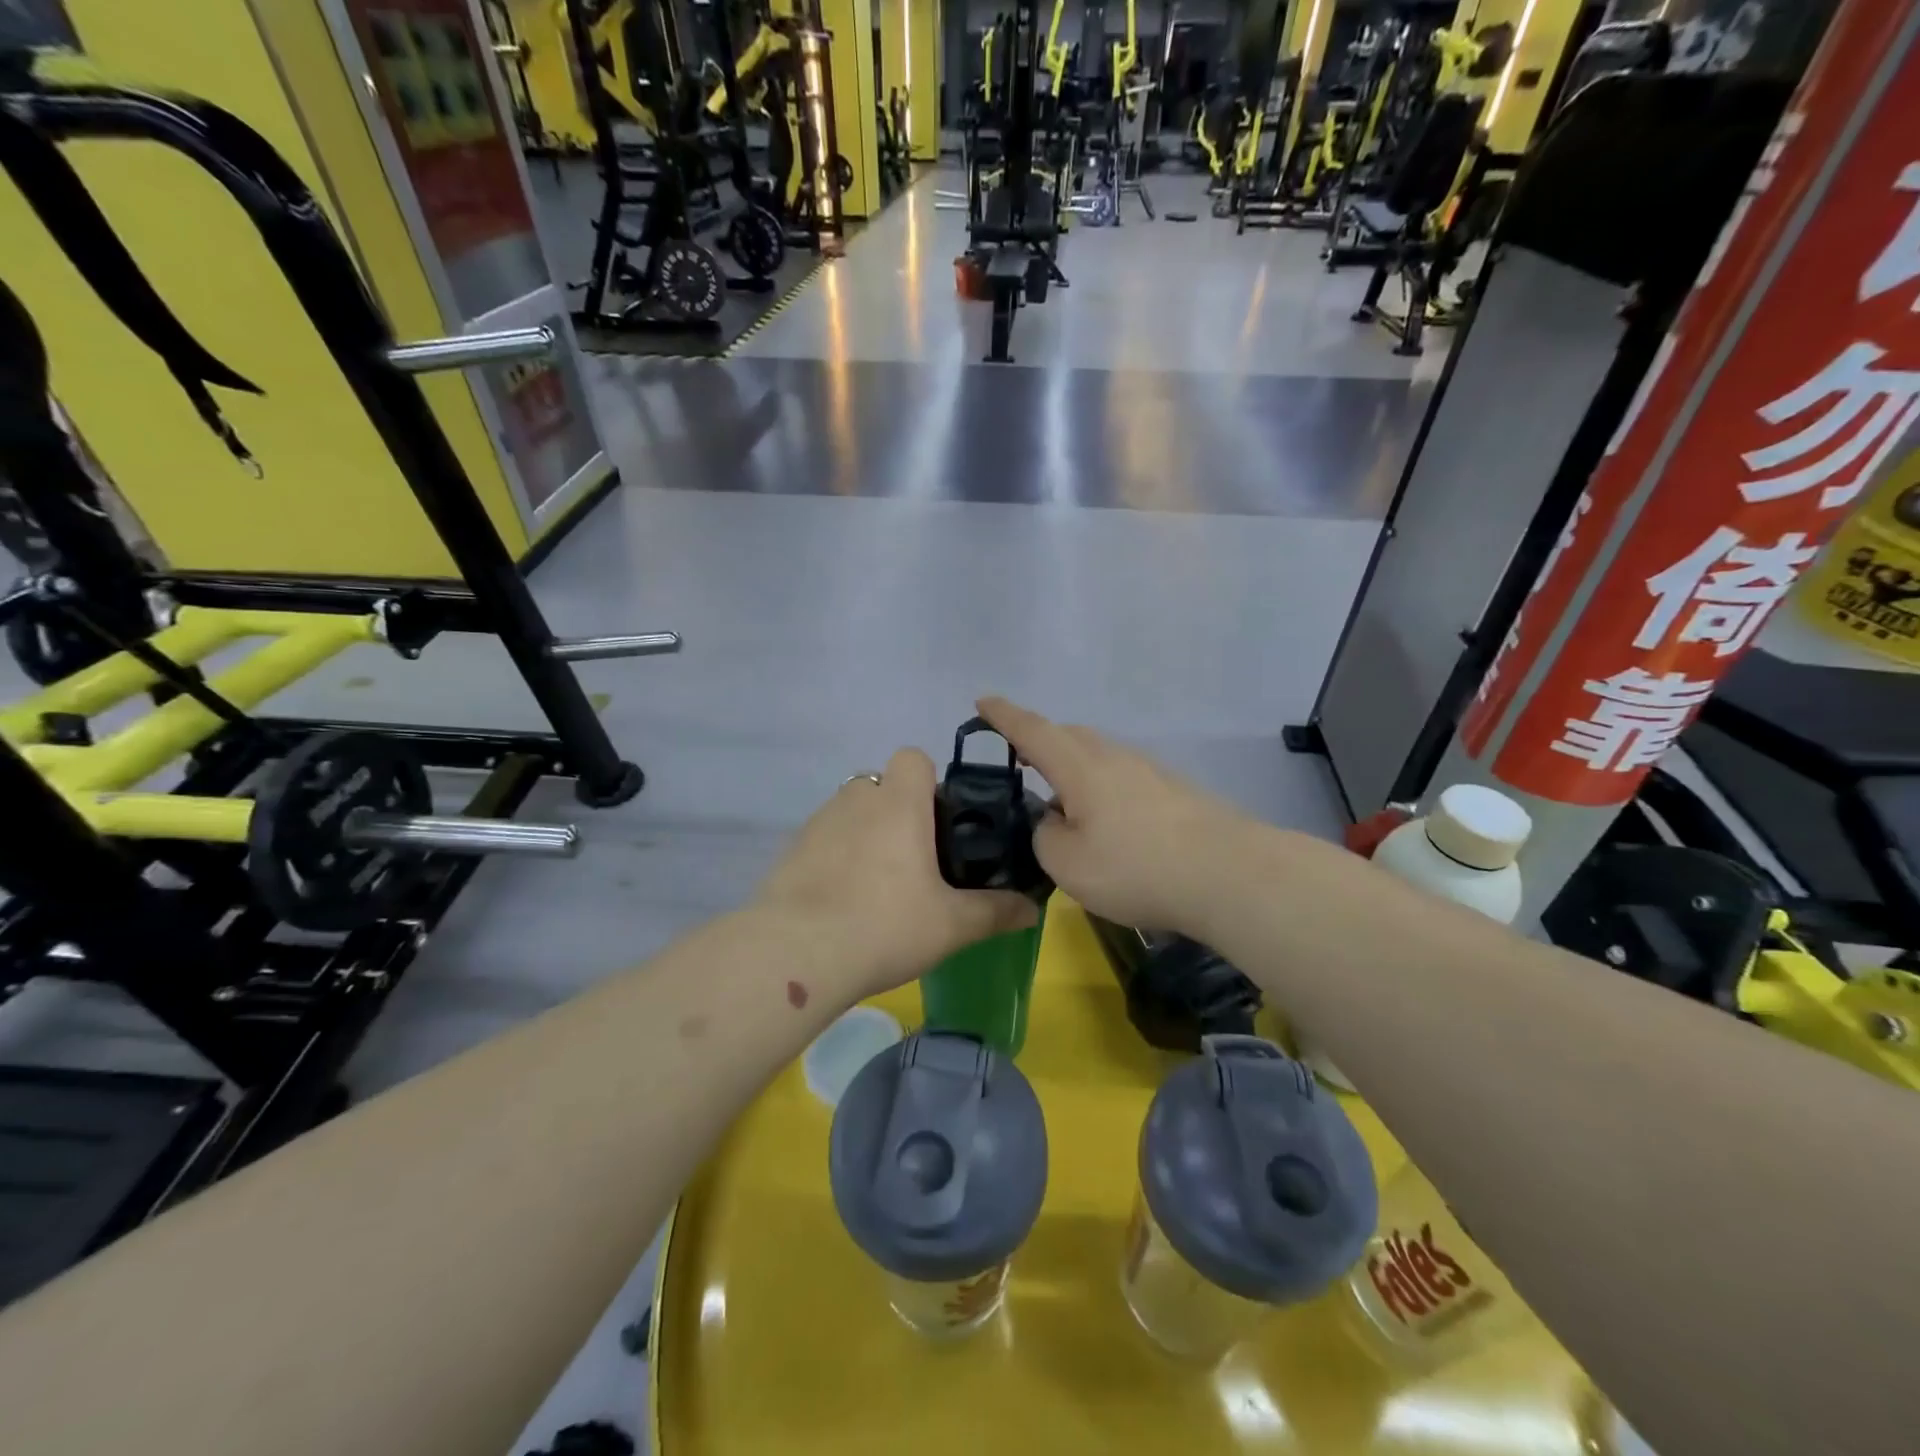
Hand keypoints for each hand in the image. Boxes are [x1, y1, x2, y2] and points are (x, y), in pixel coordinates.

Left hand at [754, 747, 1039, 998]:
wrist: (796, 954)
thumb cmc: (885, 925)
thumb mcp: (952, 926)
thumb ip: (996, 912)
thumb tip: (1033, 909)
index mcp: (898, 803)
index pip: (913, 757)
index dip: (929, 781)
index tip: (940, 822)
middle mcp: (855, 800)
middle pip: (881, 785)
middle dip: (898, 812)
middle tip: (916, 860)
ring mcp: (816, 823)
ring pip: (850, 813)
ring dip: (865, 834)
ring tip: (877, 887)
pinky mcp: (789, 851)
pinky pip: (822, 841)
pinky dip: (835, 858)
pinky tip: (842, 903)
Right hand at [976, 696, 1255, 933]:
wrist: (1229, 874)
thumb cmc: (1137, 868)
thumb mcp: (1067, 864)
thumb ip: (1045, 836)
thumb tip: (1053, 820)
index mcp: (1080, 767)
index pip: (1032, 731)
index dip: (1003, 716)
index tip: (982, 702)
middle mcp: (1114, 757)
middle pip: (1068, 737)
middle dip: (1039, 742)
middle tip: (1019, 761)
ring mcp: (1149, 771)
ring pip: (1098, 756)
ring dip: (1072, 769)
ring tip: (1061, 802)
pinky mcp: (1174, 791)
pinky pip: (1122, 776)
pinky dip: (1100, 787)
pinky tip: (1106, 822)